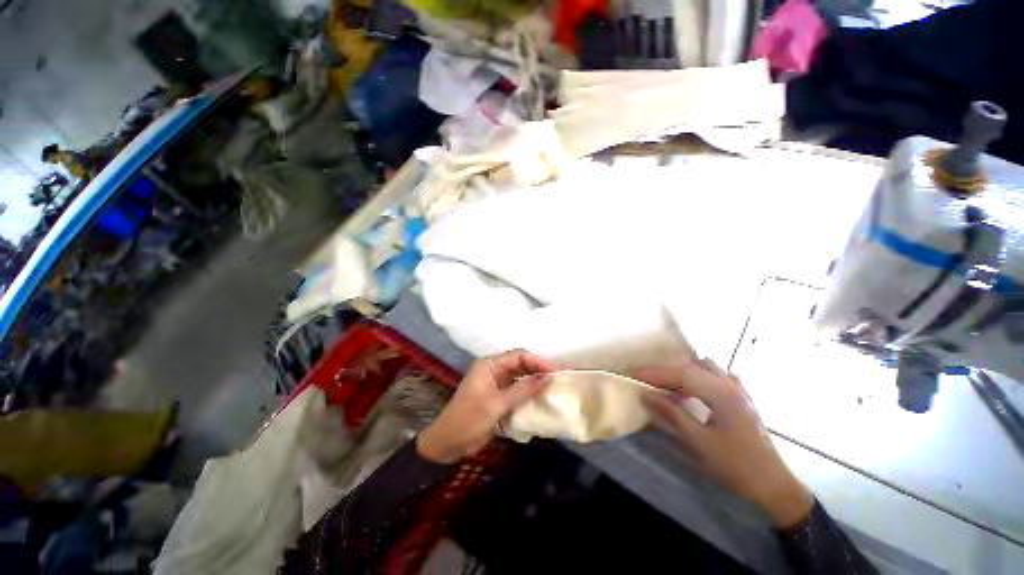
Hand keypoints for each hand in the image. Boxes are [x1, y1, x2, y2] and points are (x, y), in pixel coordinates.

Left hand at [417, 350, 554, 463]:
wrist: (447, 443)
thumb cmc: (469, 419)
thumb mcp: (497, 404)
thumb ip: (523, 390)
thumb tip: (547, 379)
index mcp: (489, 365)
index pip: (518, 356)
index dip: (537, 362)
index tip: (554, 373)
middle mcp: (493, 370)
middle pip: (520, 365)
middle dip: (537, 371)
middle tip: (557, 381)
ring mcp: (496, 383)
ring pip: (520, 377)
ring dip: (534, 383)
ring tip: (552, 390)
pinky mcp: (497, 397)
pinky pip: (516, 390)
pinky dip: (527, 394)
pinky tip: (539, 400)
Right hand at [637, 360, 813, 528]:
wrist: (773, 486)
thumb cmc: (736, 466)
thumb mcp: (699, 443)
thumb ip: (672, 414)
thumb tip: (646, 394)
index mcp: (722, 394)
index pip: (682, 374)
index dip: (656, 373)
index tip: (634, 374)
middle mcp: (731, 386)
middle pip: (692, 367)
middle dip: (666, 371)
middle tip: (647, 381)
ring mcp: (739, 390)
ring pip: (707, 367)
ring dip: (684, 372)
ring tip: (669, 386)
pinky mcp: (743, 398)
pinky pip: (719, 376)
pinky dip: (701, 377)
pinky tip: (696, 390)